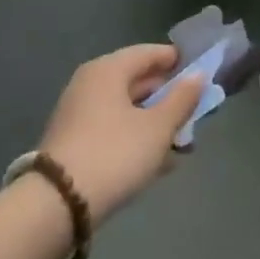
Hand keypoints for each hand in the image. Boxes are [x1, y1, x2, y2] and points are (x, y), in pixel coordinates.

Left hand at [38, 45, 200, 220]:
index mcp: (108, 70)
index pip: (150, 53)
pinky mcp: (74, 143)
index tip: (202, 75)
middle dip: (169, 98)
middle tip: (196, 114)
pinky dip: (137, 138)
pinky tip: (158, 162)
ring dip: (156, 123)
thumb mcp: (159, 127)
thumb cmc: (115, 153)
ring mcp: (79, 114)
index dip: (178, 62)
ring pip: (127, 109)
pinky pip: (114, 130)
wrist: (57, 205)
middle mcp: (90, 84)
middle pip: (138, 81)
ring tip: (182, 143)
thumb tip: (198, 76)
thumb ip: (182, 99)